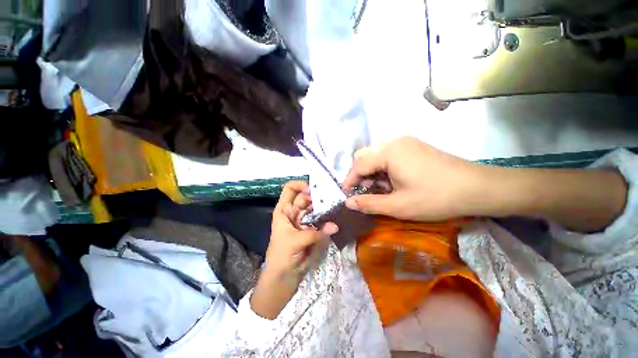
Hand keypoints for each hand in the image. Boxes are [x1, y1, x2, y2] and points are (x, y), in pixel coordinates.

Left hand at [250, 180, 337, 318]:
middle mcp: (294, 212)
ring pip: (315, 208)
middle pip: (306, 197)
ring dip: (324, 208)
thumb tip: (336, 226)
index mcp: (284, 210)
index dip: (300, 185)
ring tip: (336, 207)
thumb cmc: (281, 257)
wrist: (282, 279)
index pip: (290, 189)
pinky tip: (336, 219)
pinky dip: (327, 220)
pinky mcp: (312, 230)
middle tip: (331, 199)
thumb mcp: (295, 242)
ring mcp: (304, 221)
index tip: (313, 191)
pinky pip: (321, 221)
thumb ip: (316, 233)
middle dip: (317, 197)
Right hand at [343, 136, 487, 221]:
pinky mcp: (415, 146)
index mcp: (388, 152)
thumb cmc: (435, 198)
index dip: (349, 180)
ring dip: (372, 171)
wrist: (478, 188)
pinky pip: (389, 154)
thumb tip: (348, 203)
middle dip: (360, 174)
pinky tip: (392, 180)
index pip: (358, 165)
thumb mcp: (398, 206)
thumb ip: (369, 204)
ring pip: (376, 154)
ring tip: (379, 188)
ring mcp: (406, 142)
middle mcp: (394, 141)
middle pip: (365, 155)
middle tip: (364, 191)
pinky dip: (383, 167)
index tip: (346, 195)